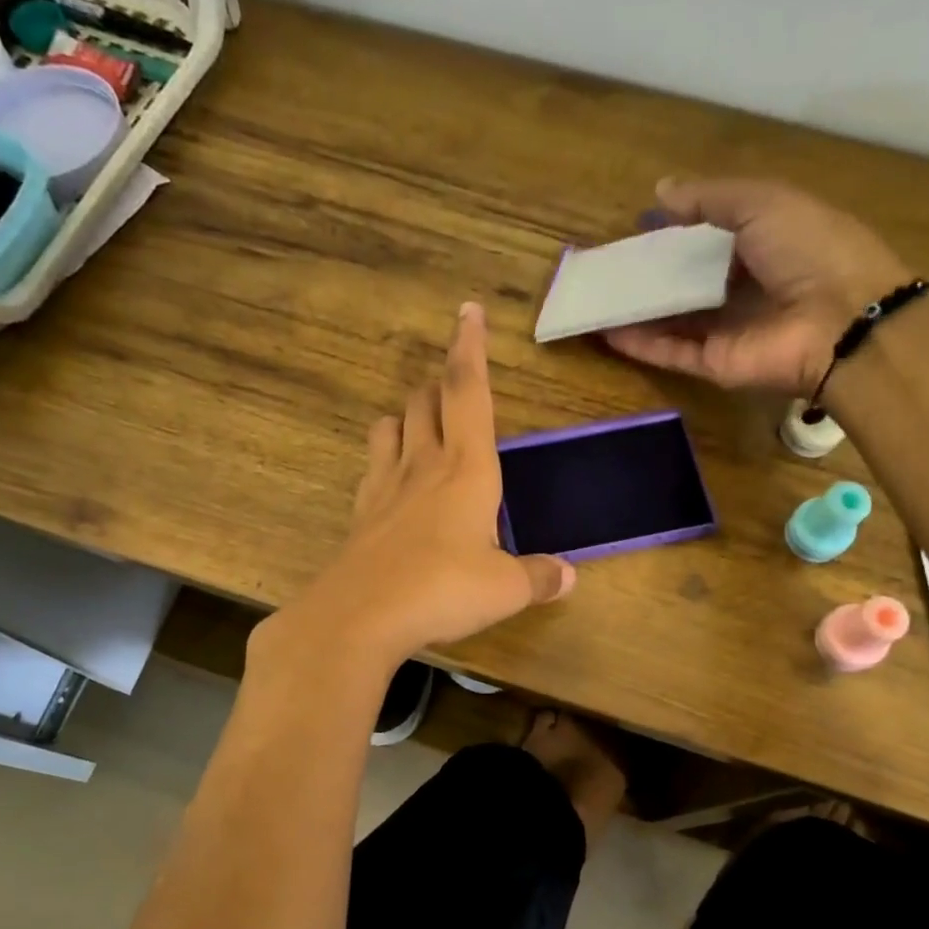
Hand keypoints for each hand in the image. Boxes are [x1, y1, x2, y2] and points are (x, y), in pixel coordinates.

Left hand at [264, 303, 575, 670]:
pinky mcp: (360, 515)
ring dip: (405, 417)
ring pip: (388, 427)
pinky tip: (392, 484)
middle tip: (453, 387)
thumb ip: (539, 577)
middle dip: (438, 385)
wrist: (360, 616)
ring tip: (419, 428)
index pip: (469, 391)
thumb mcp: (505, 589)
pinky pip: (371, 470)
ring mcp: (384, 488)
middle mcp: (423, 466)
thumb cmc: (443, 590)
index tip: (467, 312)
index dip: (470, 348)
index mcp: (467, 468)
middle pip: (424, 401)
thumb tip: (569, 576)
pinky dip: (384, 462)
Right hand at [603, 178, 909, 396]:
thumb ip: (708, 199)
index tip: (640, 227)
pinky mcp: (715, 364)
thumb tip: (659, 192)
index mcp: (765, 244)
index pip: (712, 238)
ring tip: (596, 298)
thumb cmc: (809, 247)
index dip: (677, 231)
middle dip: (652, 274)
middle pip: (688, 282)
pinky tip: (606, 331)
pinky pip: (671, 352)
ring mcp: (728, 330)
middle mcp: (744, 288)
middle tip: (609, 266)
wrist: (840, 320)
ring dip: (637, 310)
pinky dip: (640, 344)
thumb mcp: (761, 202)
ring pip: (673, 320)